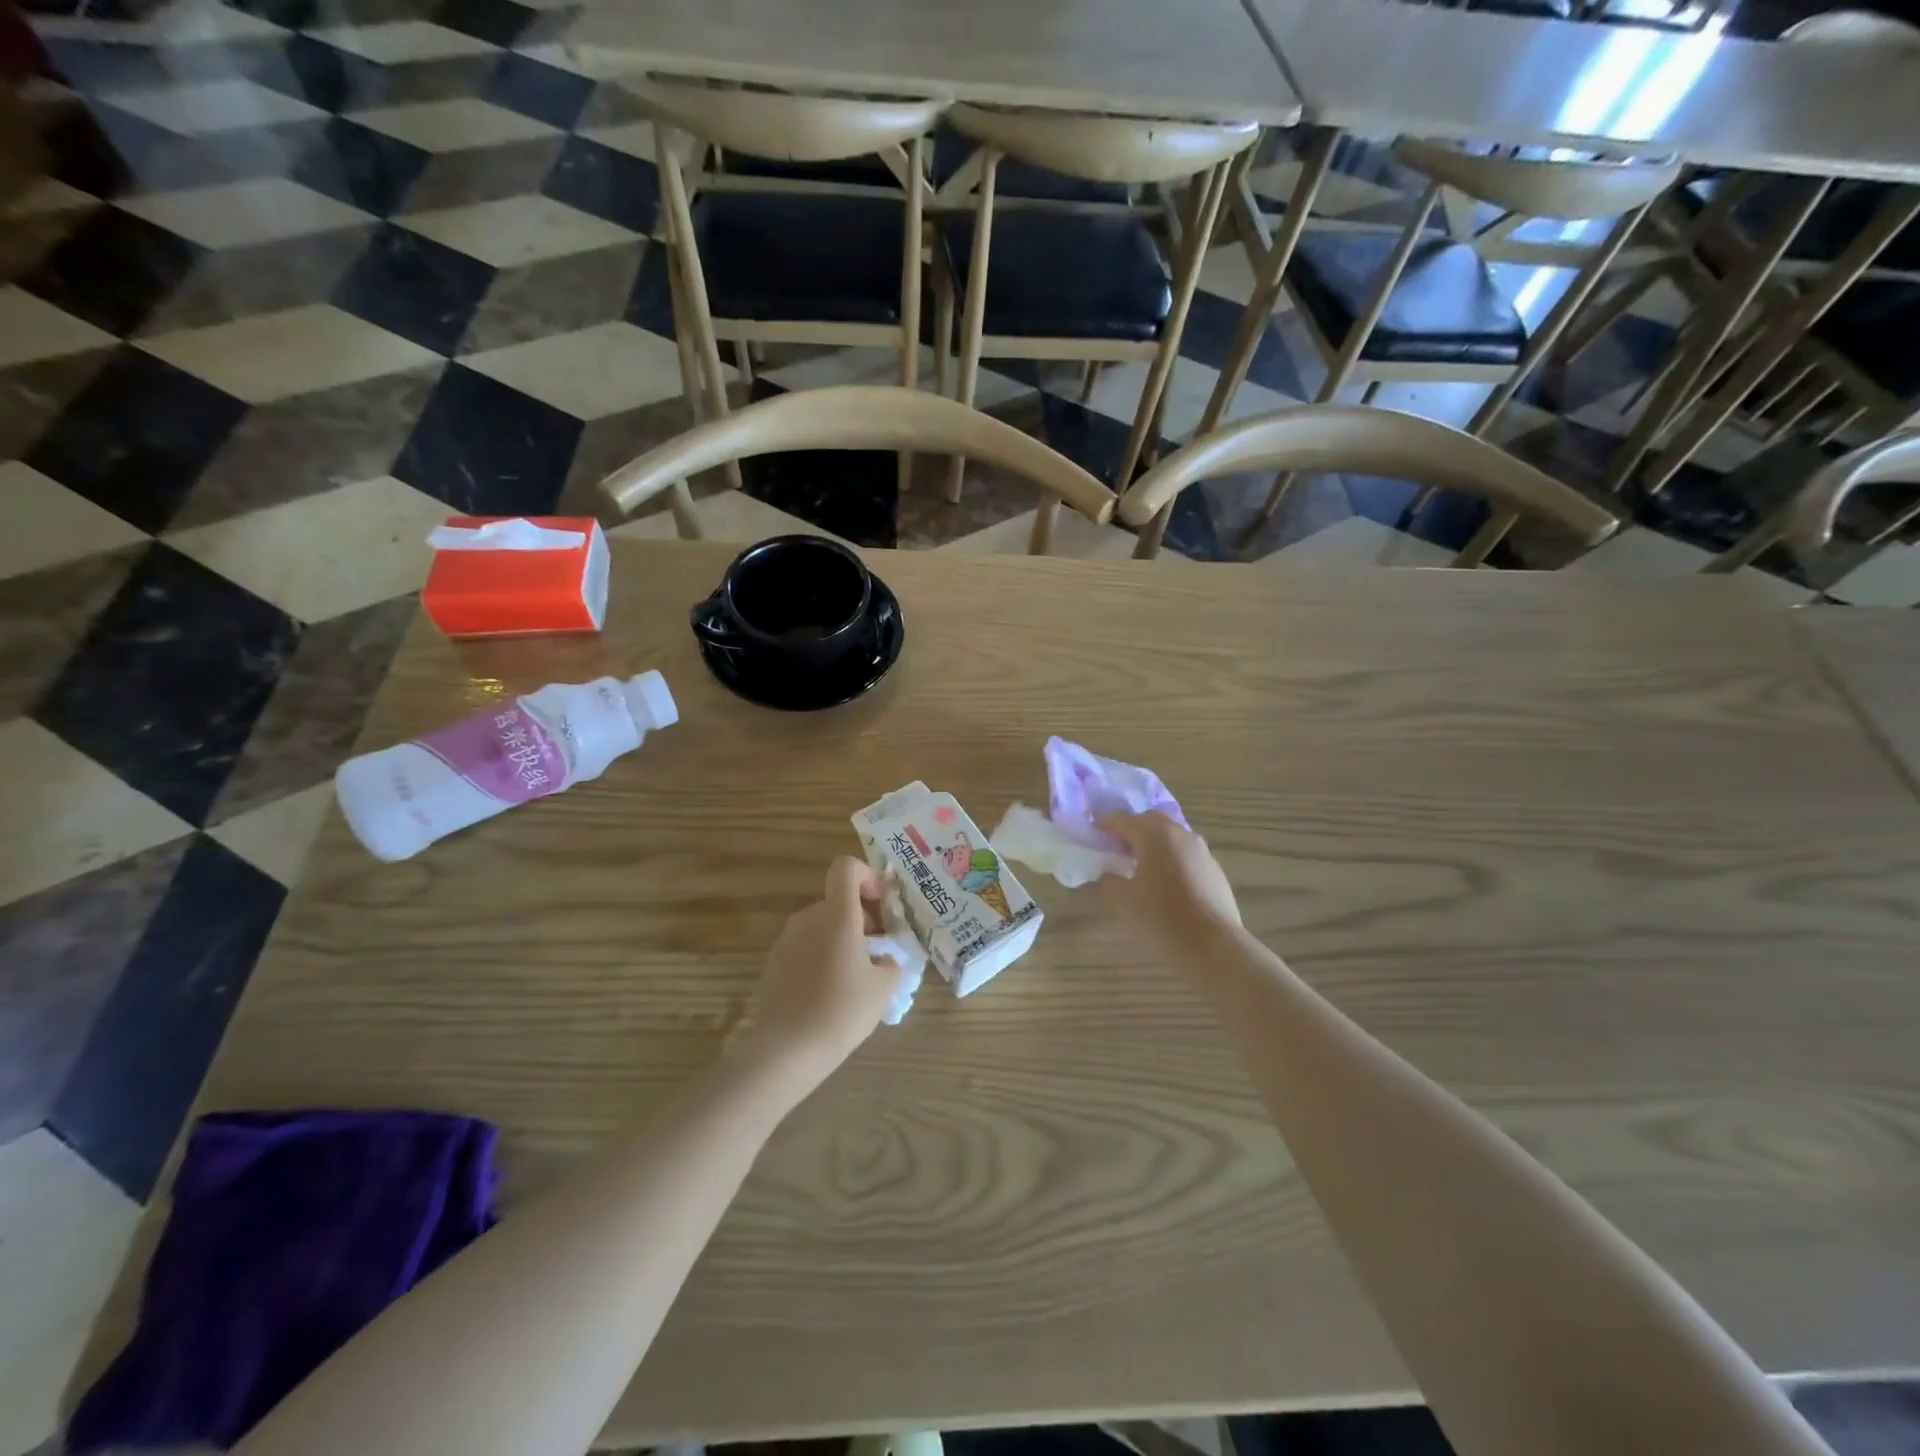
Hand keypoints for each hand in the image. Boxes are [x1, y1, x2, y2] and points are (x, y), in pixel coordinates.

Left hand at [741, 856, 899, 1085]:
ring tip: (856, 976)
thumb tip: (885, 960)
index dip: (867, 876)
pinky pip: (805, 946)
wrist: (786, 1050)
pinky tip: (829, 992)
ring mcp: (786, 940)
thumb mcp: (883, 988)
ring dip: (842, 939)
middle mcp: (808, 919)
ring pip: (821, 925)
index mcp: (836, 916)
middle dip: (861, 919)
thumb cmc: (841, 1011)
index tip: (881, 905)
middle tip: (878, 953)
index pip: (846, 868)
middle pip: (837, 901)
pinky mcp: (774, 963)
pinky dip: (822, 956)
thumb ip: (891, 963)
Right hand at [1098, 811, 1241, 958]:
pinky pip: (1186, 855)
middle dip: (1132, 829)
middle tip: (1117, 847)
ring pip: (1172, 837)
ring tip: (1141, 865)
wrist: (1213, 945)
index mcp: (1154, 835)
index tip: (1093, 832)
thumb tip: (1109, 873)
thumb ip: (1109, 881)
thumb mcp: (1122, 900)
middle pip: (1151, 822)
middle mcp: (1180, 834)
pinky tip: (1166, 883)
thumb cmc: (1161, 917)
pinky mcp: (1215, 870)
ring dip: (1154, 844)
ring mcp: (1201, 851)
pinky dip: (1171, 859)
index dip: (1105, 825)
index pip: (1123, 820)